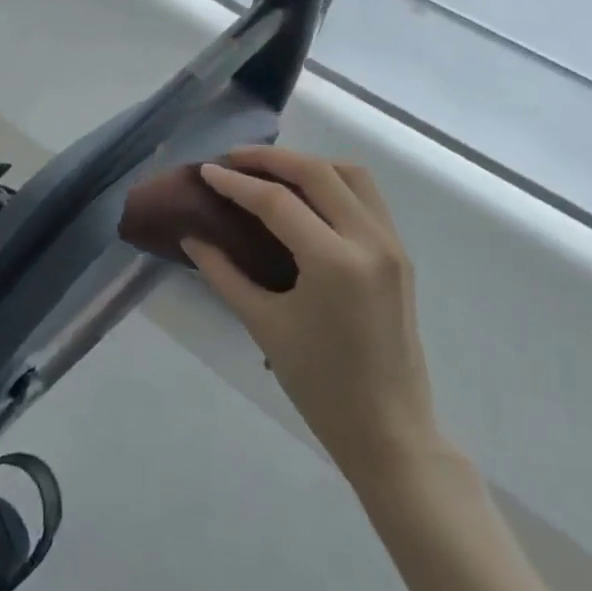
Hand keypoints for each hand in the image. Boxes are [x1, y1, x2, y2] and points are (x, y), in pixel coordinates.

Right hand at [185, 146, 441, 488]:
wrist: (389, 431)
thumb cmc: (320, 386)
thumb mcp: (264, 325)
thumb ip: (224, 273)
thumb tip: (192, 236)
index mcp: (335, 262)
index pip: (278, 202)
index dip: (236, 183)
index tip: (206, 171)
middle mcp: (370, 241)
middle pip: (318, 173)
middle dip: (271, 159)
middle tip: (232, 159)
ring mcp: (391, 246)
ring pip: (352, 175)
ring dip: (308, 164)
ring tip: (269, 171)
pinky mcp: (399, 255)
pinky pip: (367, 198)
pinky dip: (333, 183)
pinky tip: (304, 196)